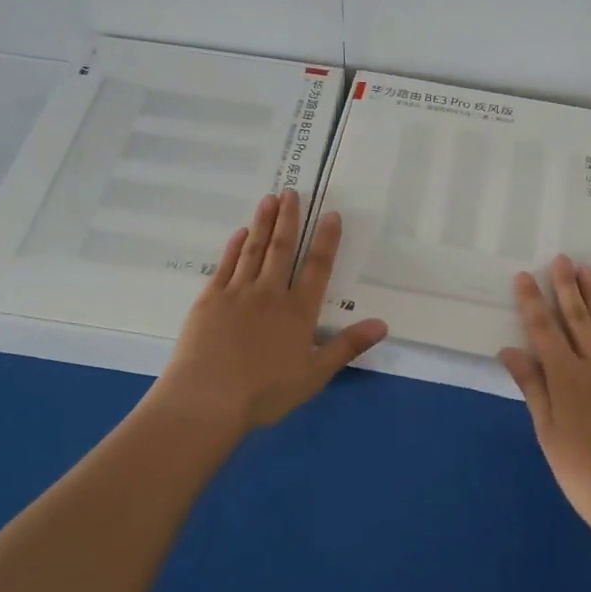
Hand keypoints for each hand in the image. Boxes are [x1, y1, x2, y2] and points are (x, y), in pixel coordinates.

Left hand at [153, 191, 387, 435]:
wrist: (207, 398)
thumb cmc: (264, 393)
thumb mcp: (314, 375)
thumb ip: (347, 346)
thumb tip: (383, 324)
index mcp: (298, 311)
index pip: (317, 268)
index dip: (326, 240)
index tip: (331, 214)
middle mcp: (270, 293)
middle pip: (282, 249)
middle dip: (289, 219)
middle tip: (291, 192)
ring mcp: (237, 292)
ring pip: (254, 249)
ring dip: (263, 223)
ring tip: (269, 199)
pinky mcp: (210, 299)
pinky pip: (226, 265)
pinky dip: (235, 246)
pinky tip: (240, 233)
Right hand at [499, 257, 590, 543]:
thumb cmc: (584, 474)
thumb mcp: (548, 434)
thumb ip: (532, 388)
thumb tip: (510, 351)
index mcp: (566, 377)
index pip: (543, 330)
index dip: (531, 302)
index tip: (524, 275)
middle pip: (577, 318)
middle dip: (566, 287)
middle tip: (561, 259)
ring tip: (587, 270)